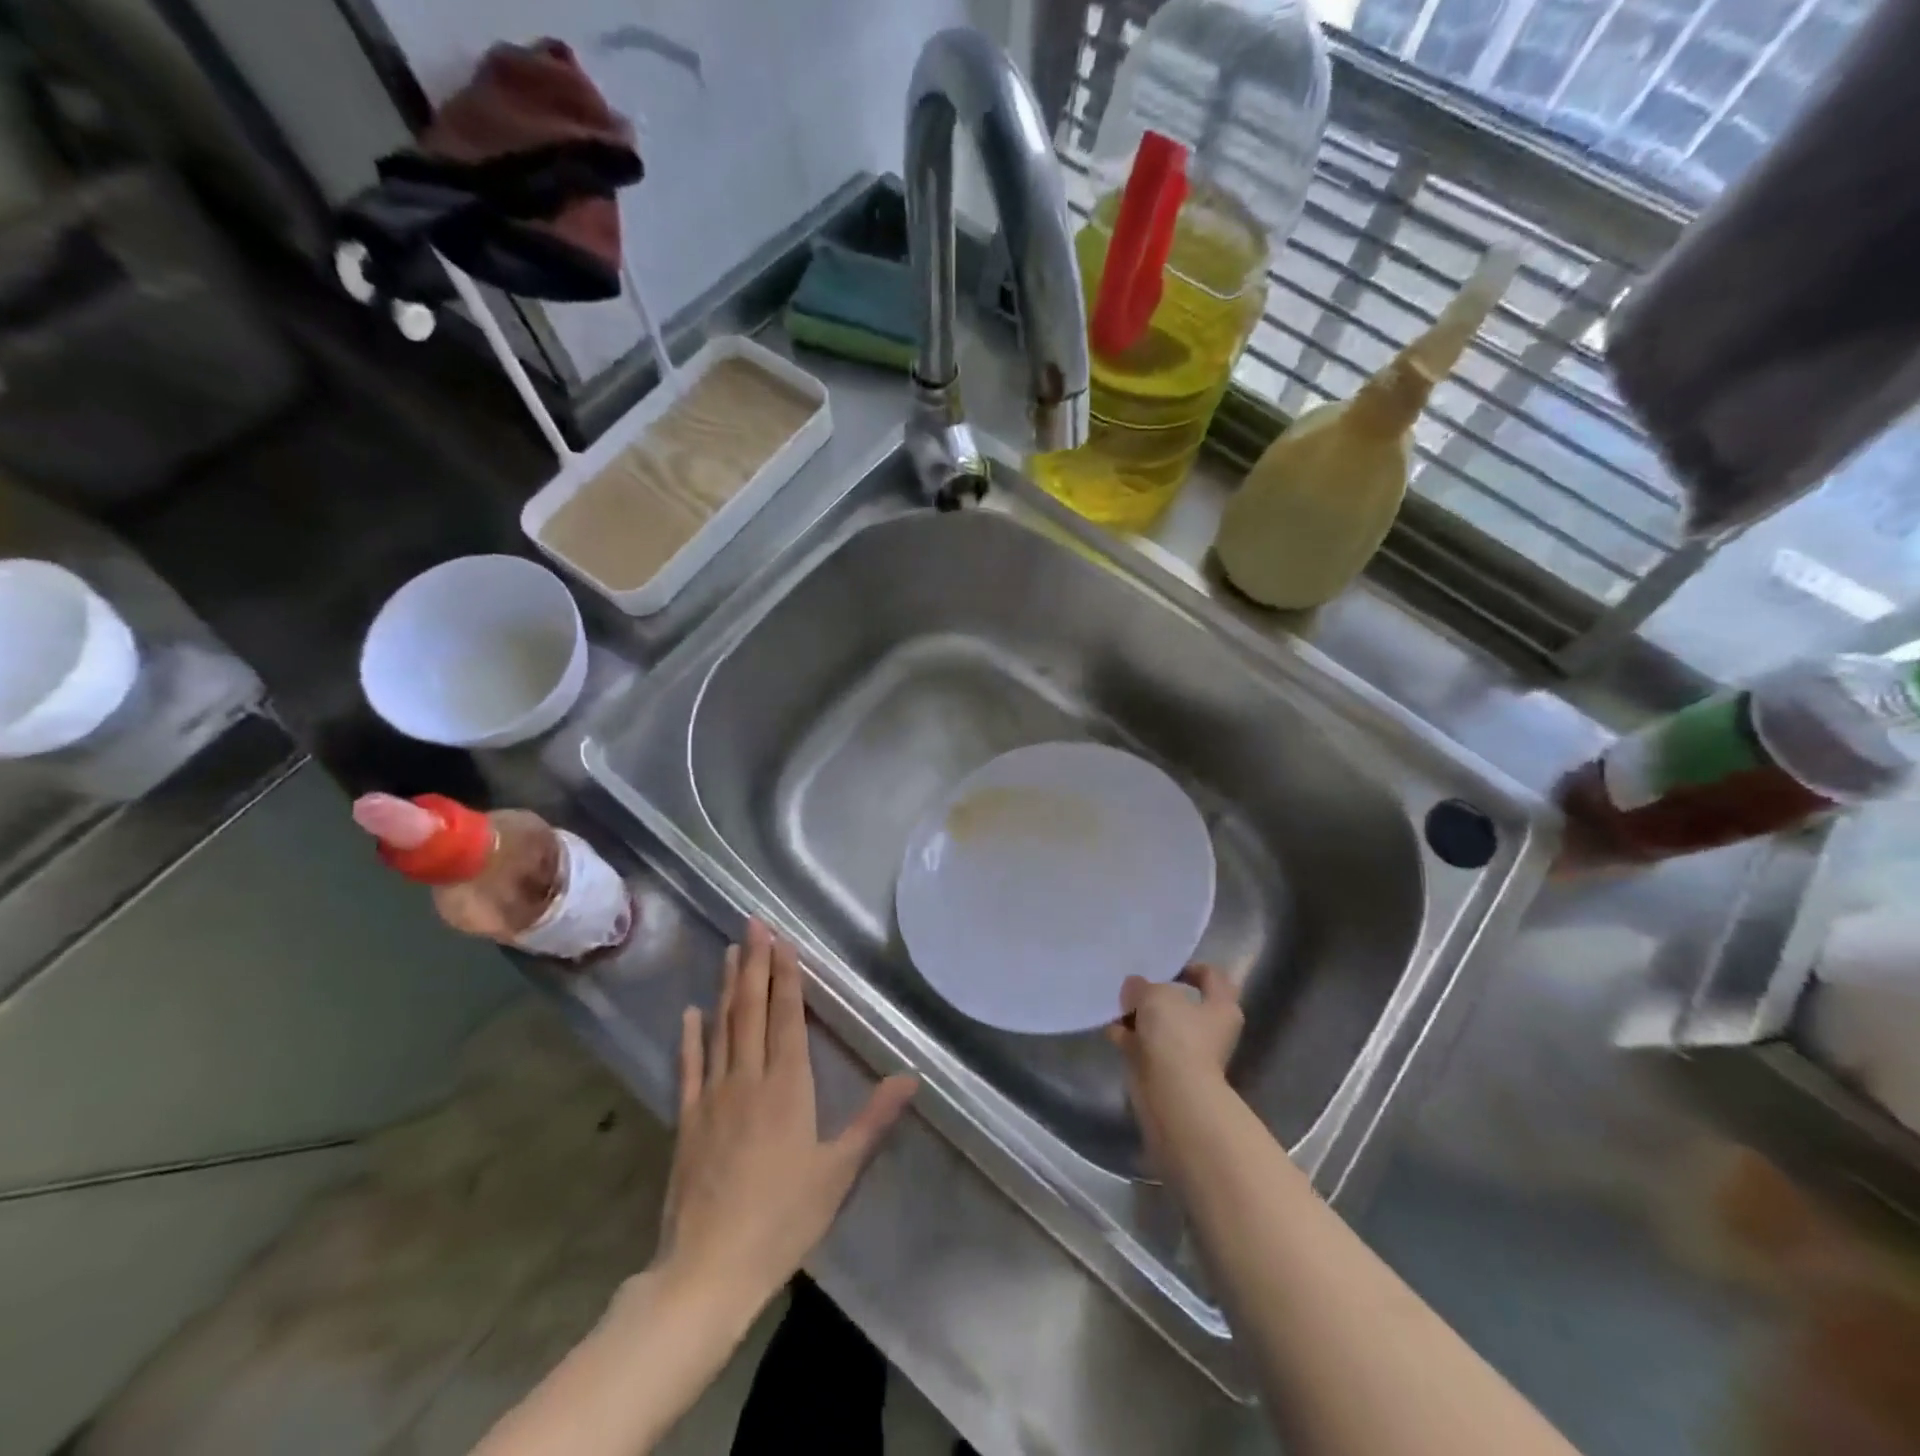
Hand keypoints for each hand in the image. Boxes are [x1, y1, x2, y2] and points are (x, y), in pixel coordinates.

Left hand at [653, 919, 917, 1319]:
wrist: (707, 1271)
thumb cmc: (782, 1220)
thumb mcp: (838, 1172)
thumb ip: (873, 1120)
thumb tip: (911, 1078)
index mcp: (787, 1087)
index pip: (787, 1017)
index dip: (787, 976)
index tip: (784, 940)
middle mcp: (748, 1078)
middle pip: (752, 1009)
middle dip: (755, 963)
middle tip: (753, 923)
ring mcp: (713, 1097)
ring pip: (721, 1028)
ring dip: (727, 987)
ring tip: (729, 951)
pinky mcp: (688, 1120)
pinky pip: (690, 1067)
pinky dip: (690, 1037)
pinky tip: (690, 1012)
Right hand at [1108, 965, 1243, 1164]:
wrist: (1172, 1093)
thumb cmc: (1176, 1034)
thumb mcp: (1155, 994)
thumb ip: (1142, 985)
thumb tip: (1134, 987)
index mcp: (1221, 1006)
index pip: (1212, 976)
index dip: (1191, 967)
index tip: (1165, 967)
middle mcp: (1209, 1029)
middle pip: (1182, 1003)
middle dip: (1155, 993)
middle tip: (1132, 984)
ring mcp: (1187, 1052)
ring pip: (1160, 1025)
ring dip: (1138, 1015)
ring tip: (1114, 1004)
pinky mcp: (1165, 1070)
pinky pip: (1144, 1045)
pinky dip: (1128, 1037)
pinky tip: (1109, 1027)